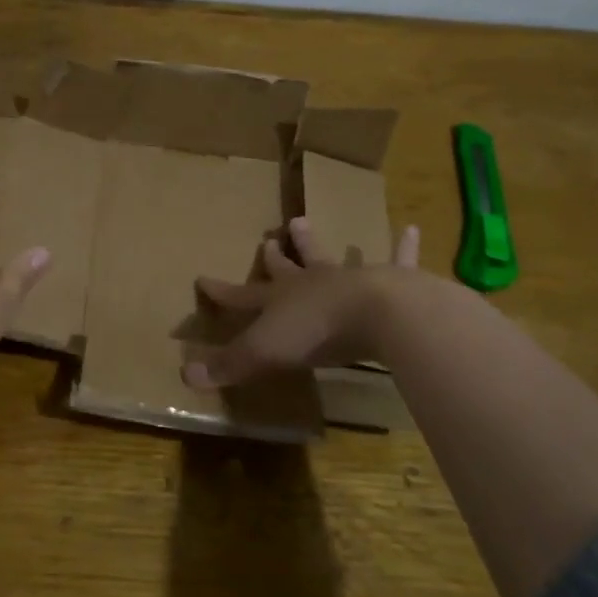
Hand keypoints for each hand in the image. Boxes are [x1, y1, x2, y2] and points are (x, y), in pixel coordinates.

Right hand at [183, 217, 420, 388]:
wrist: (376, 313)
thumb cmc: (315, 334)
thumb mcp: (263, 353)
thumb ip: (228, 365)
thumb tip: (185, 375)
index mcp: (279, 300)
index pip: (242, 296)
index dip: (220, 291)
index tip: (201, 278)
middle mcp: (310, 283)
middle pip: (286, 268)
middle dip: (274, 256)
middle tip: (269, 240)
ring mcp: (349, 278)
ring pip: (327, 256)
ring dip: (314, 242)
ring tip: (304, 221)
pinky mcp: (390, 281)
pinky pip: (398, 259)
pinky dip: (404, 246)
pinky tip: (412, 228)